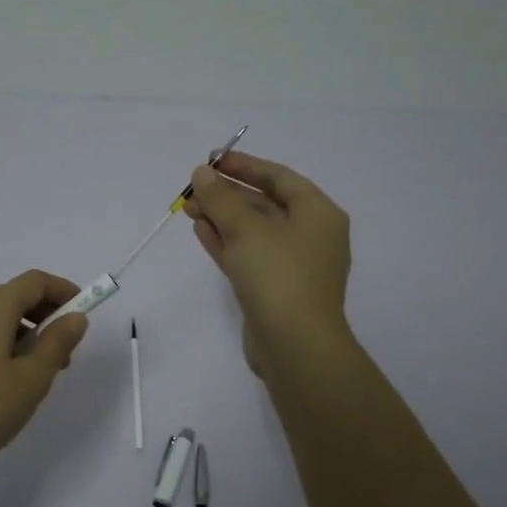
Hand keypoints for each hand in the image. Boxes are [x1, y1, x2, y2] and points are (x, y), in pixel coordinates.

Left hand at [0, 270, 90, 481]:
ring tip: (41, 371)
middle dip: (46, 314)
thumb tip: (75, 317)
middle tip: (66, 350)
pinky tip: (10, 377)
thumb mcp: (32, 378)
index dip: (64, 291)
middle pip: (15, 296)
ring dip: (25, 331)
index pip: (35, 281)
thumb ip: (58, 342)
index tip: (84, 313)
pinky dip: (3, 342)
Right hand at [183, 152, 351, 375]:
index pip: (279, 177)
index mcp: (318, 213)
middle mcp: (310, 235)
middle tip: (194, 187)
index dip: (244, 166)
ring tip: (189, 207)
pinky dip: (226, 242)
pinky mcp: (275, 289)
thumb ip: (221, 198)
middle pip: (265, 204)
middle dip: (227, 195)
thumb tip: (202, 173)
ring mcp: (293, 265)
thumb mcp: (246, 229)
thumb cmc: (278, 275)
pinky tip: (200, 229)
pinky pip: (249, 255)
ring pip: (253, 231)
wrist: (295, 346)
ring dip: (222, 218)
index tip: (212, 160)